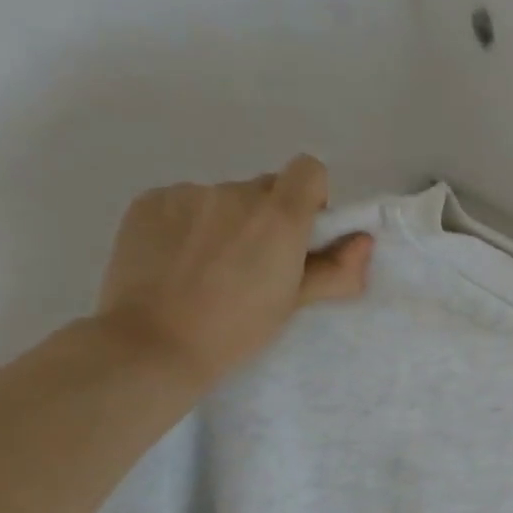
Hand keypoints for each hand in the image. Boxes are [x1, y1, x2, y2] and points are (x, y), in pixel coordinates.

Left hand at [93, 154, 371, 387]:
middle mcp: (235, 193)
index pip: (309, 170)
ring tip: (209, 266)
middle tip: (256, 261)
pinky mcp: (149, 201)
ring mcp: (188, 194)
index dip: (311, 196)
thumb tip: (362, 241)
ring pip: (223, 198)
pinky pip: (184, 203)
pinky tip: (177, 261)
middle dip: (269, 215)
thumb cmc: (238, 329)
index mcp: (280, 217)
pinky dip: (188, 224)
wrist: (154, 342)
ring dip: (227, 221)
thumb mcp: (296, 303)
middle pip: (265, 188)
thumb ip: (337, 269)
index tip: (302, 232)